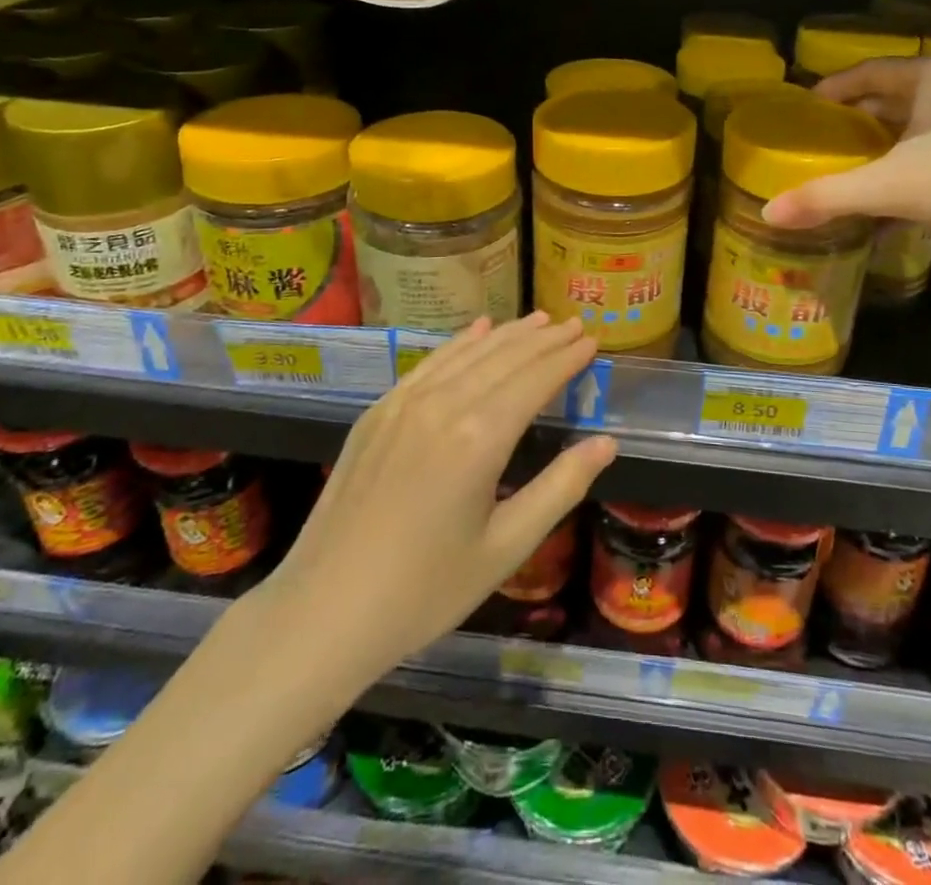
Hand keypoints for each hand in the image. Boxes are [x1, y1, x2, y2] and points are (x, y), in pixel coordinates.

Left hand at [253, 313, 613, 685]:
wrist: (324, 612)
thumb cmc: (425, 591)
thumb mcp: (506, 548)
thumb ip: (560, 488)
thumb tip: (606, 443)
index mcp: (480, 438)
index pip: (536, 380)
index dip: (566, 358)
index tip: (592, 340)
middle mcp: (444, 405)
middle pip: (505, 358)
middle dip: (544, 339)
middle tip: (575, 324)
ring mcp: (404, 403)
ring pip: (468, 354)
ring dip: (508, 335)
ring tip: (539, 320)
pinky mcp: (377, 412)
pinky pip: (429, 363)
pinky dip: (459, 343)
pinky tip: (477, 330)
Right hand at [761, 57, 930, 256]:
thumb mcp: (890, 186)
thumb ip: (828, 196)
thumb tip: (768, 213)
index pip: (867, 71)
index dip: (832, 88)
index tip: (804, 110)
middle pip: (889, 98)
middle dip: (853, 119)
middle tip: (817, 141)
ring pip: (912, 126)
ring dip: (878, 144)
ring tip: (843, 166)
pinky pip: (930, 149)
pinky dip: (903, 165)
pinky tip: (885, 194)